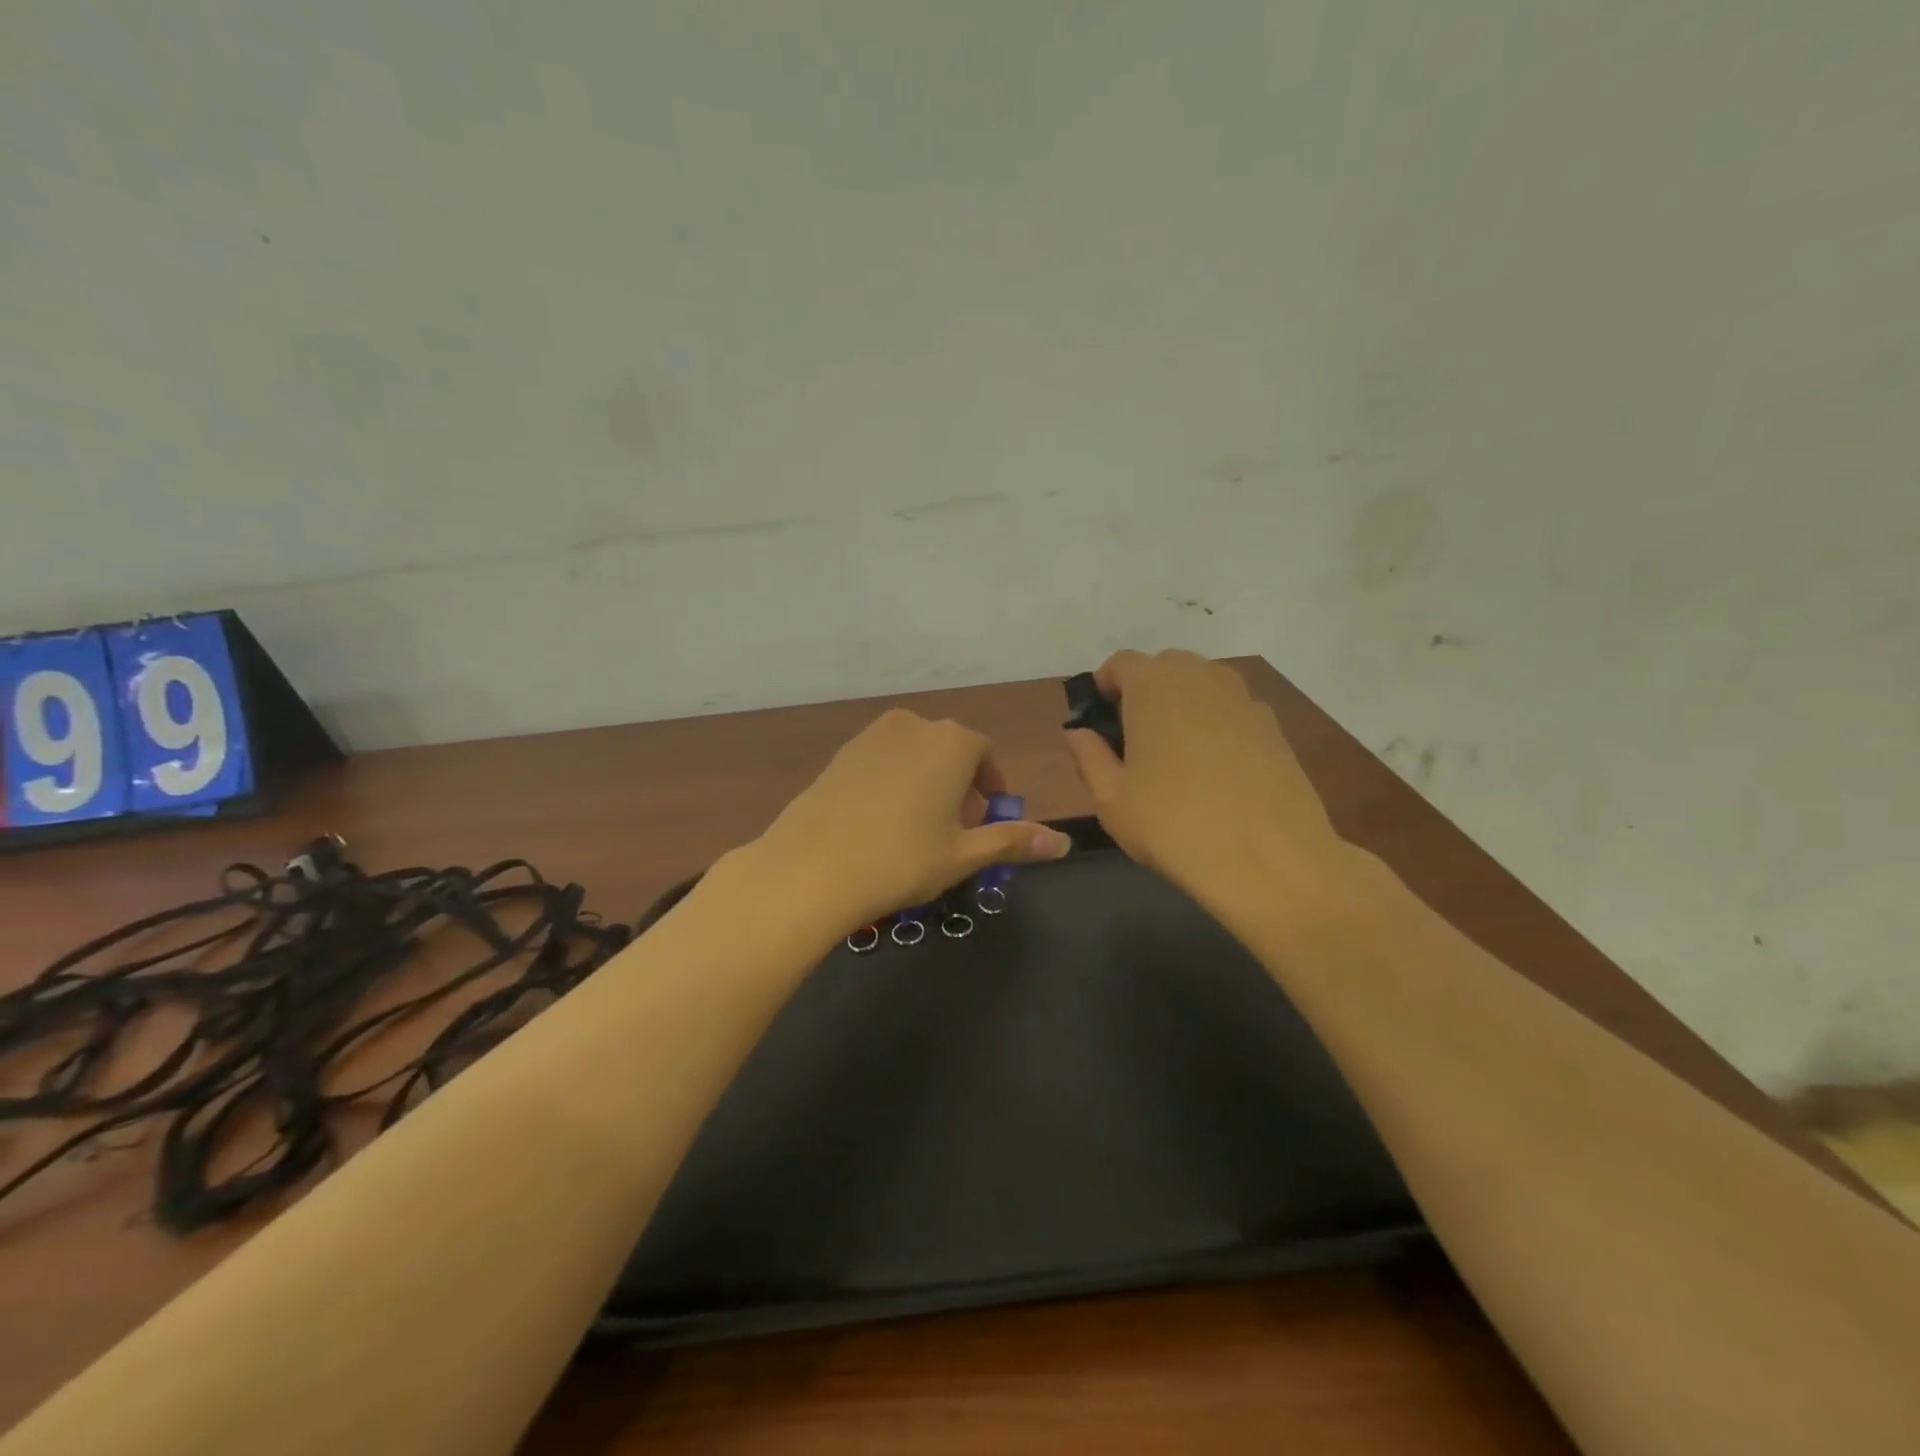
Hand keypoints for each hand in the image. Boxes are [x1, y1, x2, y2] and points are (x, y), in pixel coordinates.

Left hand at [748, 707, 1071, 930]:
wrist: (811, 866)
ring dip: (927, 781)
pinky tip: (880, 822)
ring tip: (918, 828)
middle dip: (960, 786)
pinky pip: (883, 760)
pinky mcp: (841, 752)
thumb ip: (1013, 841)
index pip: (985, 754)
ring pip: (915, 754)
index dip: (990, 788)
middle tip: (954, 831)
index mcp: (952, 742)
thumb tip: (1063, 842)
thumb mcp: (964, 855)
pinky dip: (893, 781)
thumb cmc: (901, 859)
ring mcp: (872, 735)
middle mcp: (914, 726)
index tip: (985, 821)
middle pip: (950, 751)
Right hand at [1062, 650, 1345, 916]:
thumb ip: (1088, 756)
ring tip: (1175, 757)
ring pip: (1202, 687)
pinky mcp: (1275, 726)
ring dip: (1182, 707)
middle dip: (1144, 693)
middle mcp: (1201, 677)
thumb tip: (1078, 733)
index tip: (1099, 722)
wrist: (1271, 861)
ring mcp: (1244, 699)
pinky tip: (1216, 774)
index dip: (1105, 687)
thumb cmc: (1173, 825)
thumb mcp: (1111, 799)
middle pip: (1164, 668)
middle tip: (1134, 741)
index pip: (1121, 663)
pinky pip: (1232, 712)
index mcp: (1154, 685)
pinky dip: (1217, 727)